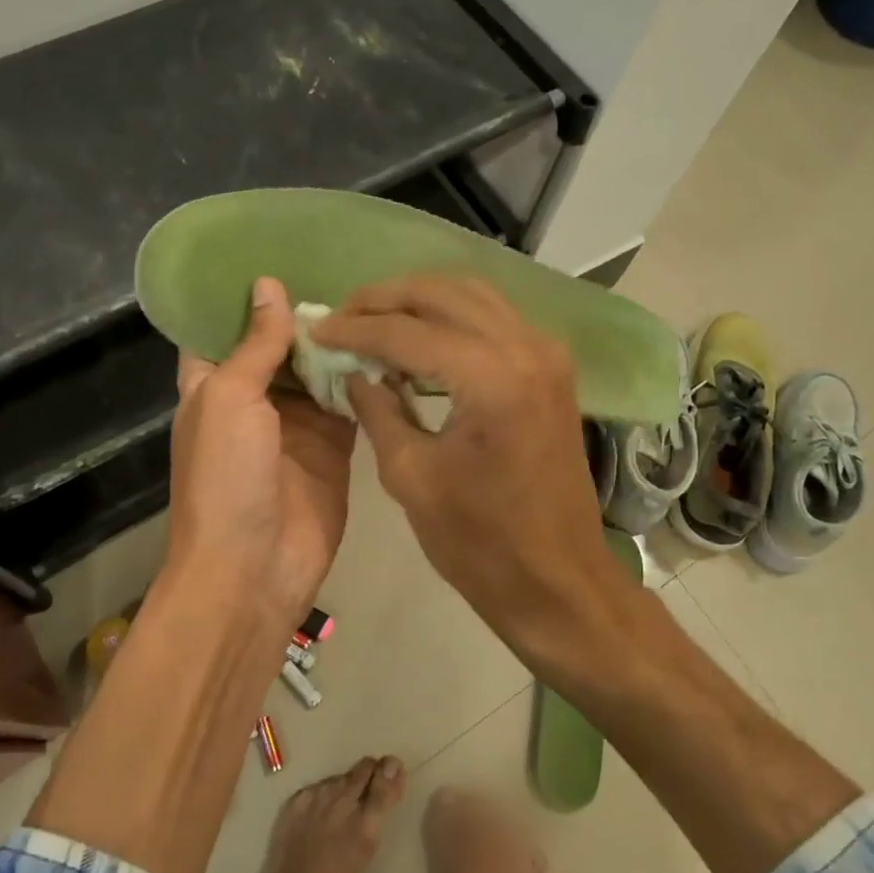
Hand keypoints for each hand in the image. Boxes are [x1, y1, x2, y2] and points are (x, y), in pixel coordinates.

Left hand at [165, 277, 356, 632]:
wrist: (254, 568)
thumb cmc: (225, 477)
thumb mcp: (229, 399)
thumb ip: (255, 344)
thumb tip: (268, 284)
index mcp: (213, 384)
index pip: (225, 326)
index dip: (248, 293)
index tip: (281, 250)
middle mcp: (254, 397)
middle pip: (281, 345)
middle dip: (307, 311)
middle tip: (348, 262)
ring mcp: (296, 423)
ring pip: (320, 370)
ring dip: (340, 340)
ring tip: (376, 290)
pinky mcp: (333, 446)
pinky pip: (351, 402)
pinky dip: (366, 378)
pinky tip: (392, 341)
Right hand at [311, 275, 622, 649]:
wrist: (557, 579)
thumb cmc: (480, 542)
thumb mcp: (411, 476)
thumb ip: (377, 409)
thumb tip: (352, 369)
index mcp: (492, 378)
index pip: (408, 331)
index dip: (355, 329)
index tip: (316, 329)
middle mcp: (526, 347)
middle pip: (441, 293)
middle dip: (384, 299)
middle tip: (341, 316)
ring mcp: (546, 353)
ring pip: (470, 294)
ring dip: (418, 300)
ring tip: (372, 321)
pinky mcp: (551, 367)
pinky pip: (492, 317)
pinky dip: (450, 317)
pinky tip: (418, 339)